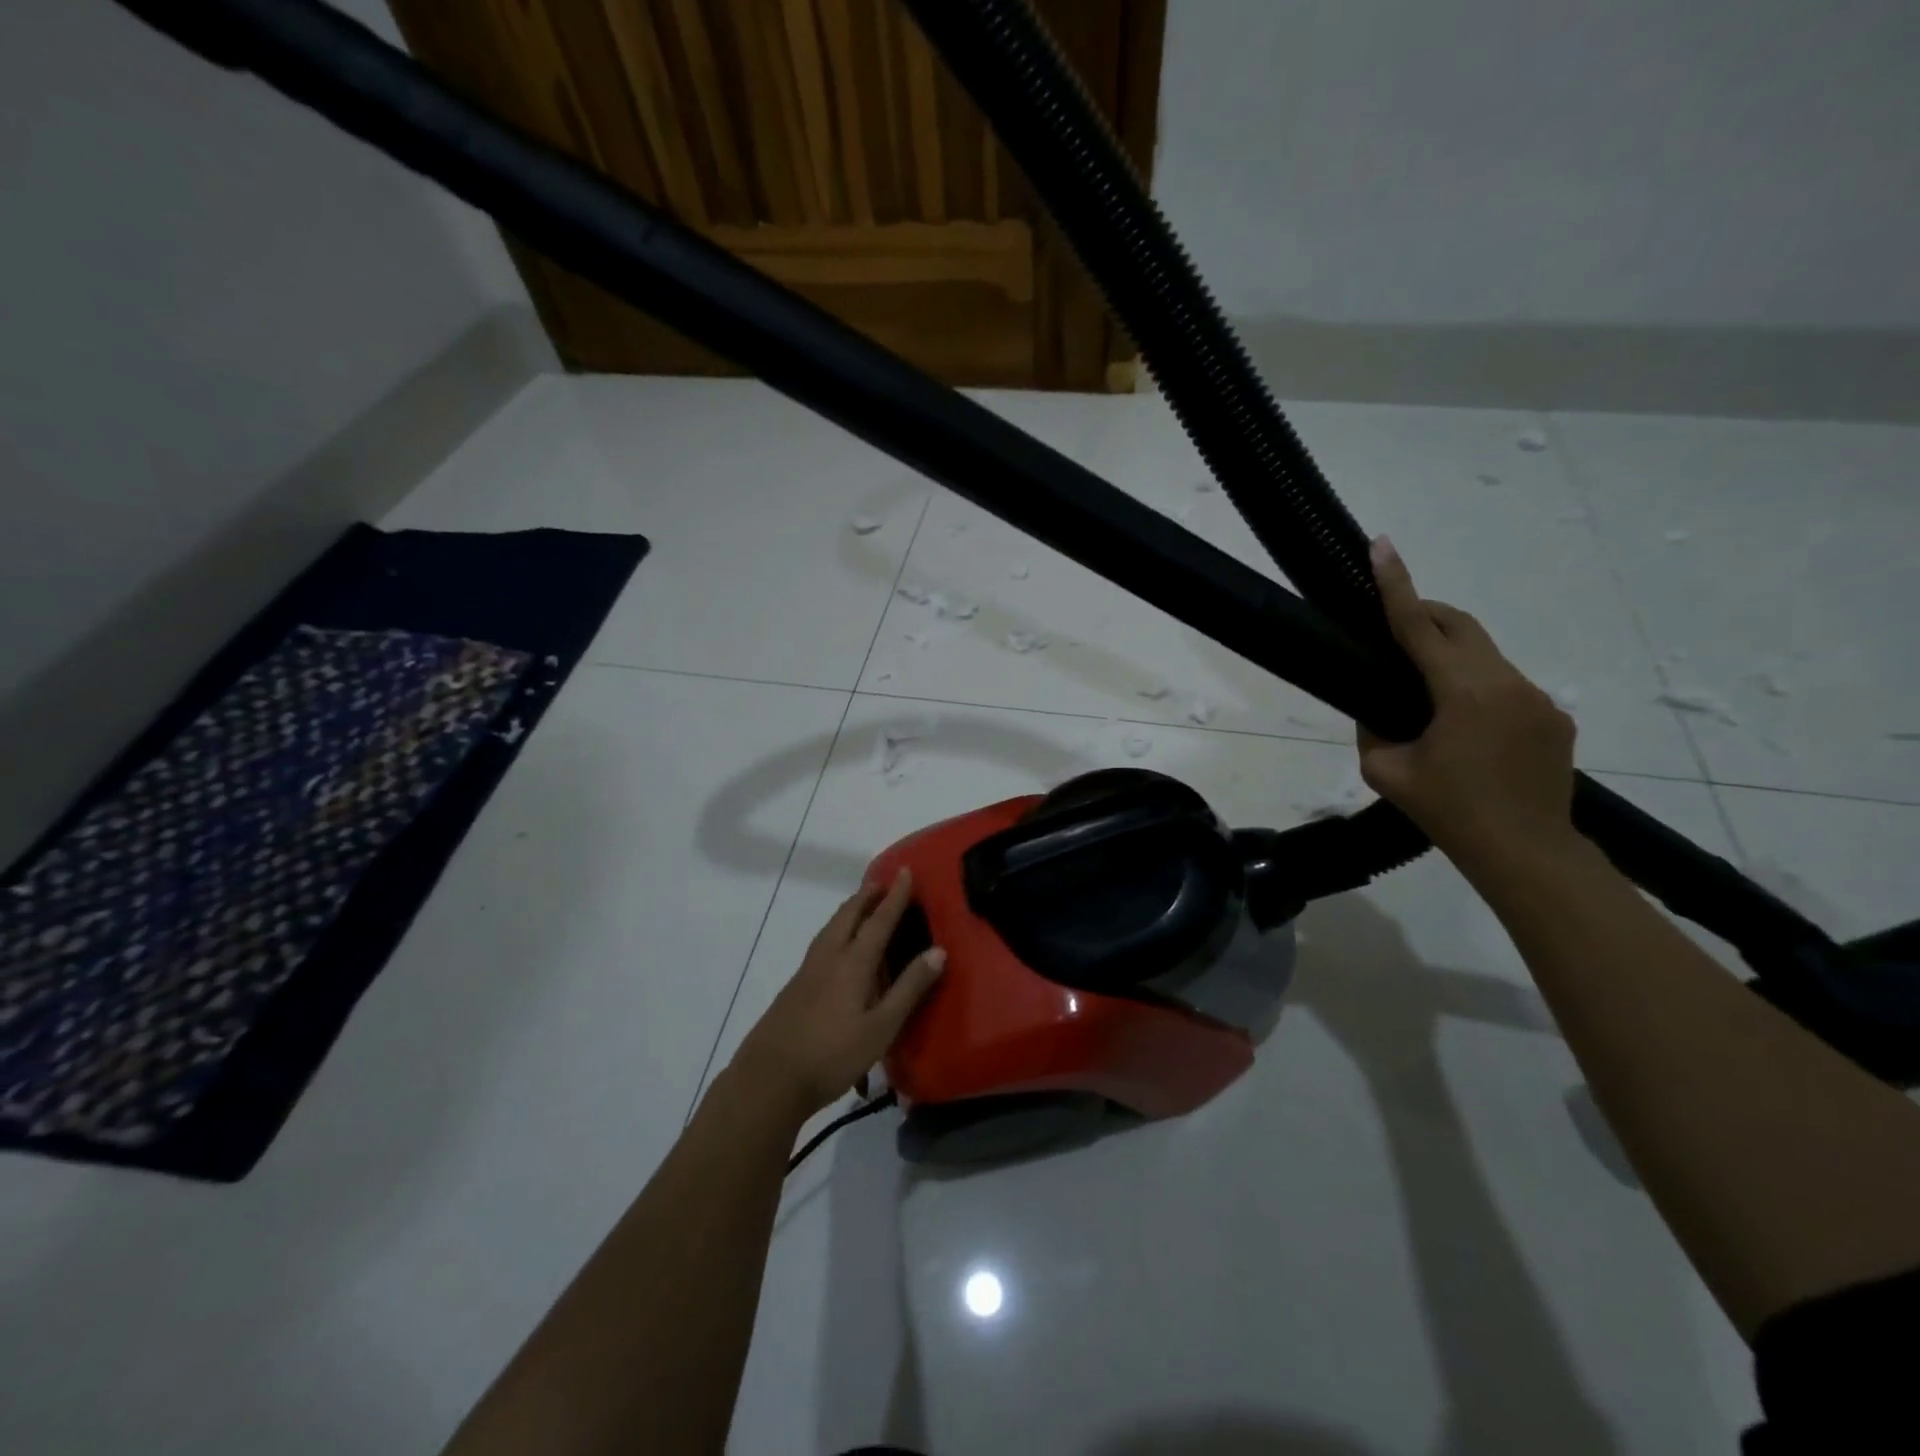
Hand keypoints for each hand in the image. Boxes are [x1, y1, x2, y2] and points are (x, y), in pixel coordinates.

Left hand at [730, 870, 945, 1119]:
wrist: (769, 1079)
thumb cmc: (832, 1055)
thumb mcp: (881, 1027)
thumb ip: (909, 988)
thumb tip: (938, 950)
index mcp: (853, 962)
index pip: (879, 920)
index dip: (895, 896)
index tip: (905, 871)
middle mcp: (829, 957)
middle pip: (848, 915)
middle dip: (867, 895)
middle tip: (883, 884)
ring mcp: (807, 971)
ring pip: (831, 927)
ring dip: (849, 910)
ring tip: (862, 907)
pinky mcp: (795, 986)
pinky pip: (822, 943)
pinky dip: (837, 930)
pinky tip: (839, 948)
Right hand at [1357, 536, 1576, 859]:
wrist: (1526, 852)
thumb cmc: (1448, 811)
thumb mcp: (1386, 771)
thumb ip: (1374, 729)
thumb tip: (1379, 710)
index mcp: (1462, 692)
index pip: (1417, 626)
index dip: (1396, 584)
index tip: (1382, 546)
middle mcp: (1506, 682)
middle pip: (1460, 625)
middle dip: (1425, 611)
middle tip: (1393, 617)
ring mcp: (1538, 698)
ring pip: (1484, 656)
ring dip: (1450, 657)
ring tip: (1423, 691)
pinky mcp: (1554, 717)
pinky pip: (1505, 686)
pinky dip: (1475, 688)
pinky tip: (1463, 728)